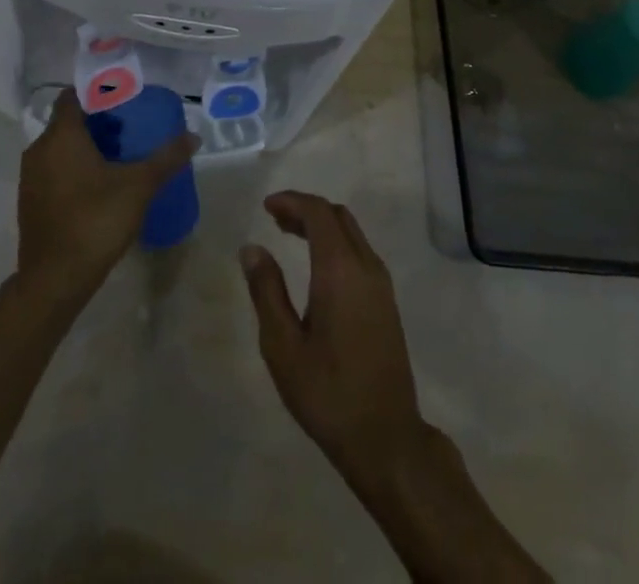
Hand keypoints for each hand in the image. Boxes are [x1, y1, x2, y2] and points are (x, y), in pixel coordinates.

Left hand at [17, 94, 197, 306]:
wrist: (54, 281)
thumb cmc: (95, 221)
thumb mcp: (139, 186)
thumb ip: (166, 158)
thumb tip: (193, 137)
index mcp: (61, 136)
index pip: (72, 97)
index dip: (95, 93)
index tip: (121, 99)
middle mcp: (40, 150)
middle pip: (68, 122)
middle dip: (97, 122)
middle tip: (128, 129)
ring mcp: (31, 178)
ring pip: (59, 148)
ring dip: (85, 147)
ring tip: (118, 156)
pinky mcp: (30, 202)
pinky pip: (53, 171)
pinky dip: (73, 169)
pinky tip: (99, 186)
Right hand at [240, 191, 425, 483]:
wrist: (386, 437)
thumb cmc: (328, 393)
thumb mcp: (283, 346)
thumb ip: (266, 291)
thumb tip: (252, 248)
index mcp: (340, 269)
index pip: (318, 213)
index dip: (292, 201)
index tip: (266, 207)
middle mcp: (366, 266)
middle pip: (337, 216)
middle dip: (306, 210)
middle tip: (275, 220)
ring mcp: (381, 284)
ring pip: (351, 233)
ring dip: (322, 225)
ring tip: (289, 235)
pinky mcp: (387, 301)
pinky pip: (360, 252)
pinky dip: (335, 243)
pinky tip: (316, 266)